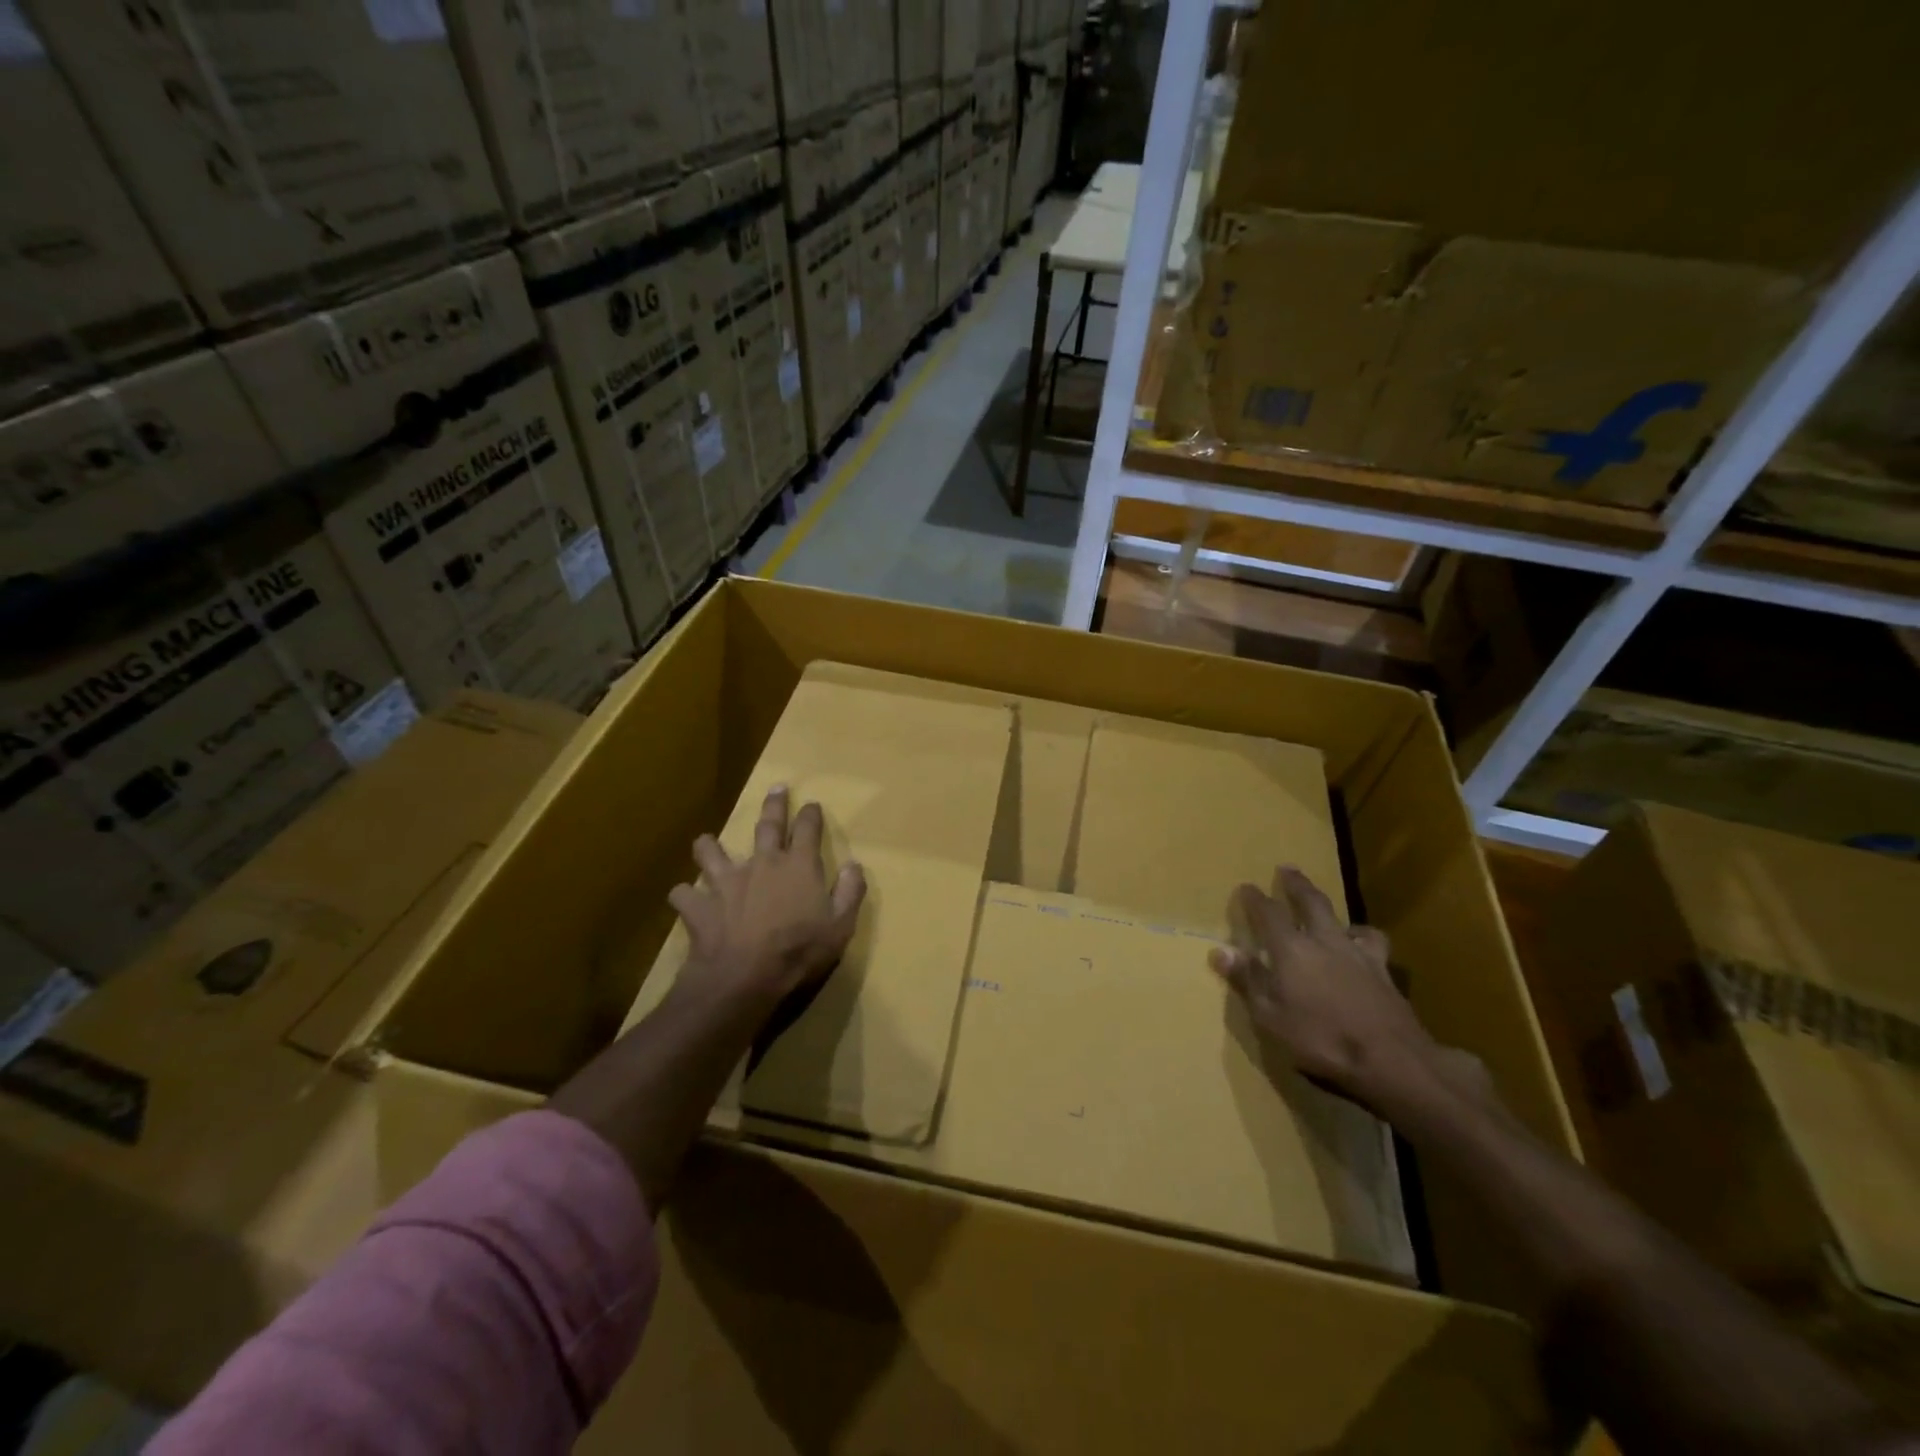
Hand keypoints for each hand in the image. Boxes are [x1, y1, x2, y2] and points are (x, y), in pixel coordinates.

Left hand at [670, 786, 865, 1008]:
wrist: (744, 978)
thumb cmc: (799, 952)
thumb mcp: (840, 926)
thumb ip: (850, 892)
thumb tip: (854, 865)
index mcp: (798, 866)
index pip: (807, 829)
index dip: (810, 814)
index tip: (812, 804)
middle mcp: (762, 864)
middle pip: (767, 826)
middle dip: (774, 805)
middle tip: (776, 788)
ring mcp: (726, 882)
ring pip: (712, 852)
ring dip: (709, 846)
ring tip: (707, 842)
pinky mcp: (700, 906)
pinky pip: (683, 894)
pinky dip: (684, 895)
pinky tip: (684, 898)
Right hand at [1209, 866, 1490, 1123]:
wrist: (1392, 1060)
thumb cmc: (1321, 1039)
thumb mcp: (1270, 1016)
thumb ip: (1247, 980)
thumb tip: (1221, 950)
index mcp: (1291, 950)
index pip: (1269, 914)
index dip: (1255, 899)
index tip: (1246, 887)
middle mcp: (1325, 941)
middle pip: (1311, 903)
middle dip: (1296, 885)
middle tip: (1288, 869)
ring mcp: (1359, 955)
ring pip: (1345, 920)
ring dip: (1334, 911)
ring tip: (1332, 914)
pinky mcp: (1385, 973)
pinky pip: (1373, 944)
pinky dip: (1365, 938)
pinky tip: (1364, 947)